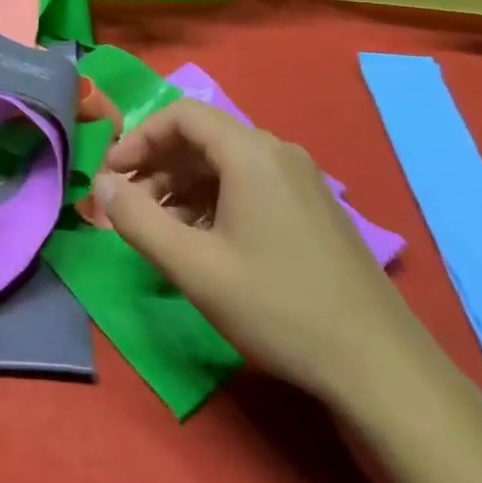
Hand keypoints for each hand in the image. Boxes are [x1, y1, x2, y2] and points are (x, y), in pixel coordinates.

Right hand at [94, 99, 415, 400]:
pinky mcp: (313, 209)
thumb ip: (137, 219)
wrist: (381, 368)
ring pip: (225, 164)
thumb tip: (100, 184)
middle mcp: (277, 152)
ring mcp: (301, 181)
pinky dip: (213, 201)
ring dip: (182, 187)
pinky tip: (202, 242)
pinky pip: (249, 185)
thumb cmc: (279, 307)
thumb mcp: (194, 267)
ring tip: (159, 229)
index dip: (138, 137)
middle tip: (128, 206)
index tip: (111, 175)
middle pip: (202, 138)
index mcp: (250, 152)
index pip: (181, 114)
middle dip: (157, 165)